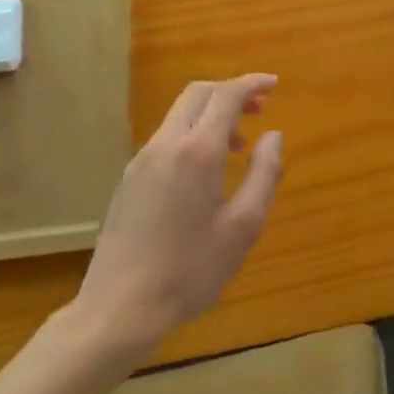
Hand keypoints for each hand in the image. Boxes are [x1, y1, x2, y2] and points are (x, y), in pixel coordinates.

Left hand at [67, 74, 282, 356]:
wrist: (118, 309)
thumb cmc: (189, 270)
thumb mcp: (243, 226)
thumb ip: (264, 174)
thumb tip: (273, 136)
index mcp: (197, 151)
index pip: (226, 95)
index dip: (252, 83)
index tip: (274, 85)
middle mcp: (166, 144)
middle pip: (198, 93)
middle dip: (230, 92)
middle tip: (259, 110)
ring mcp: (142, 160)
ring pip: (180, 114)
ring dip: (211, 114)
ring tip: (237, 147)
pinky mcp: (129, 179)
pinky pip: (167, 137)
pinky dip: (193, 133)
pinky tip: (205, 171)